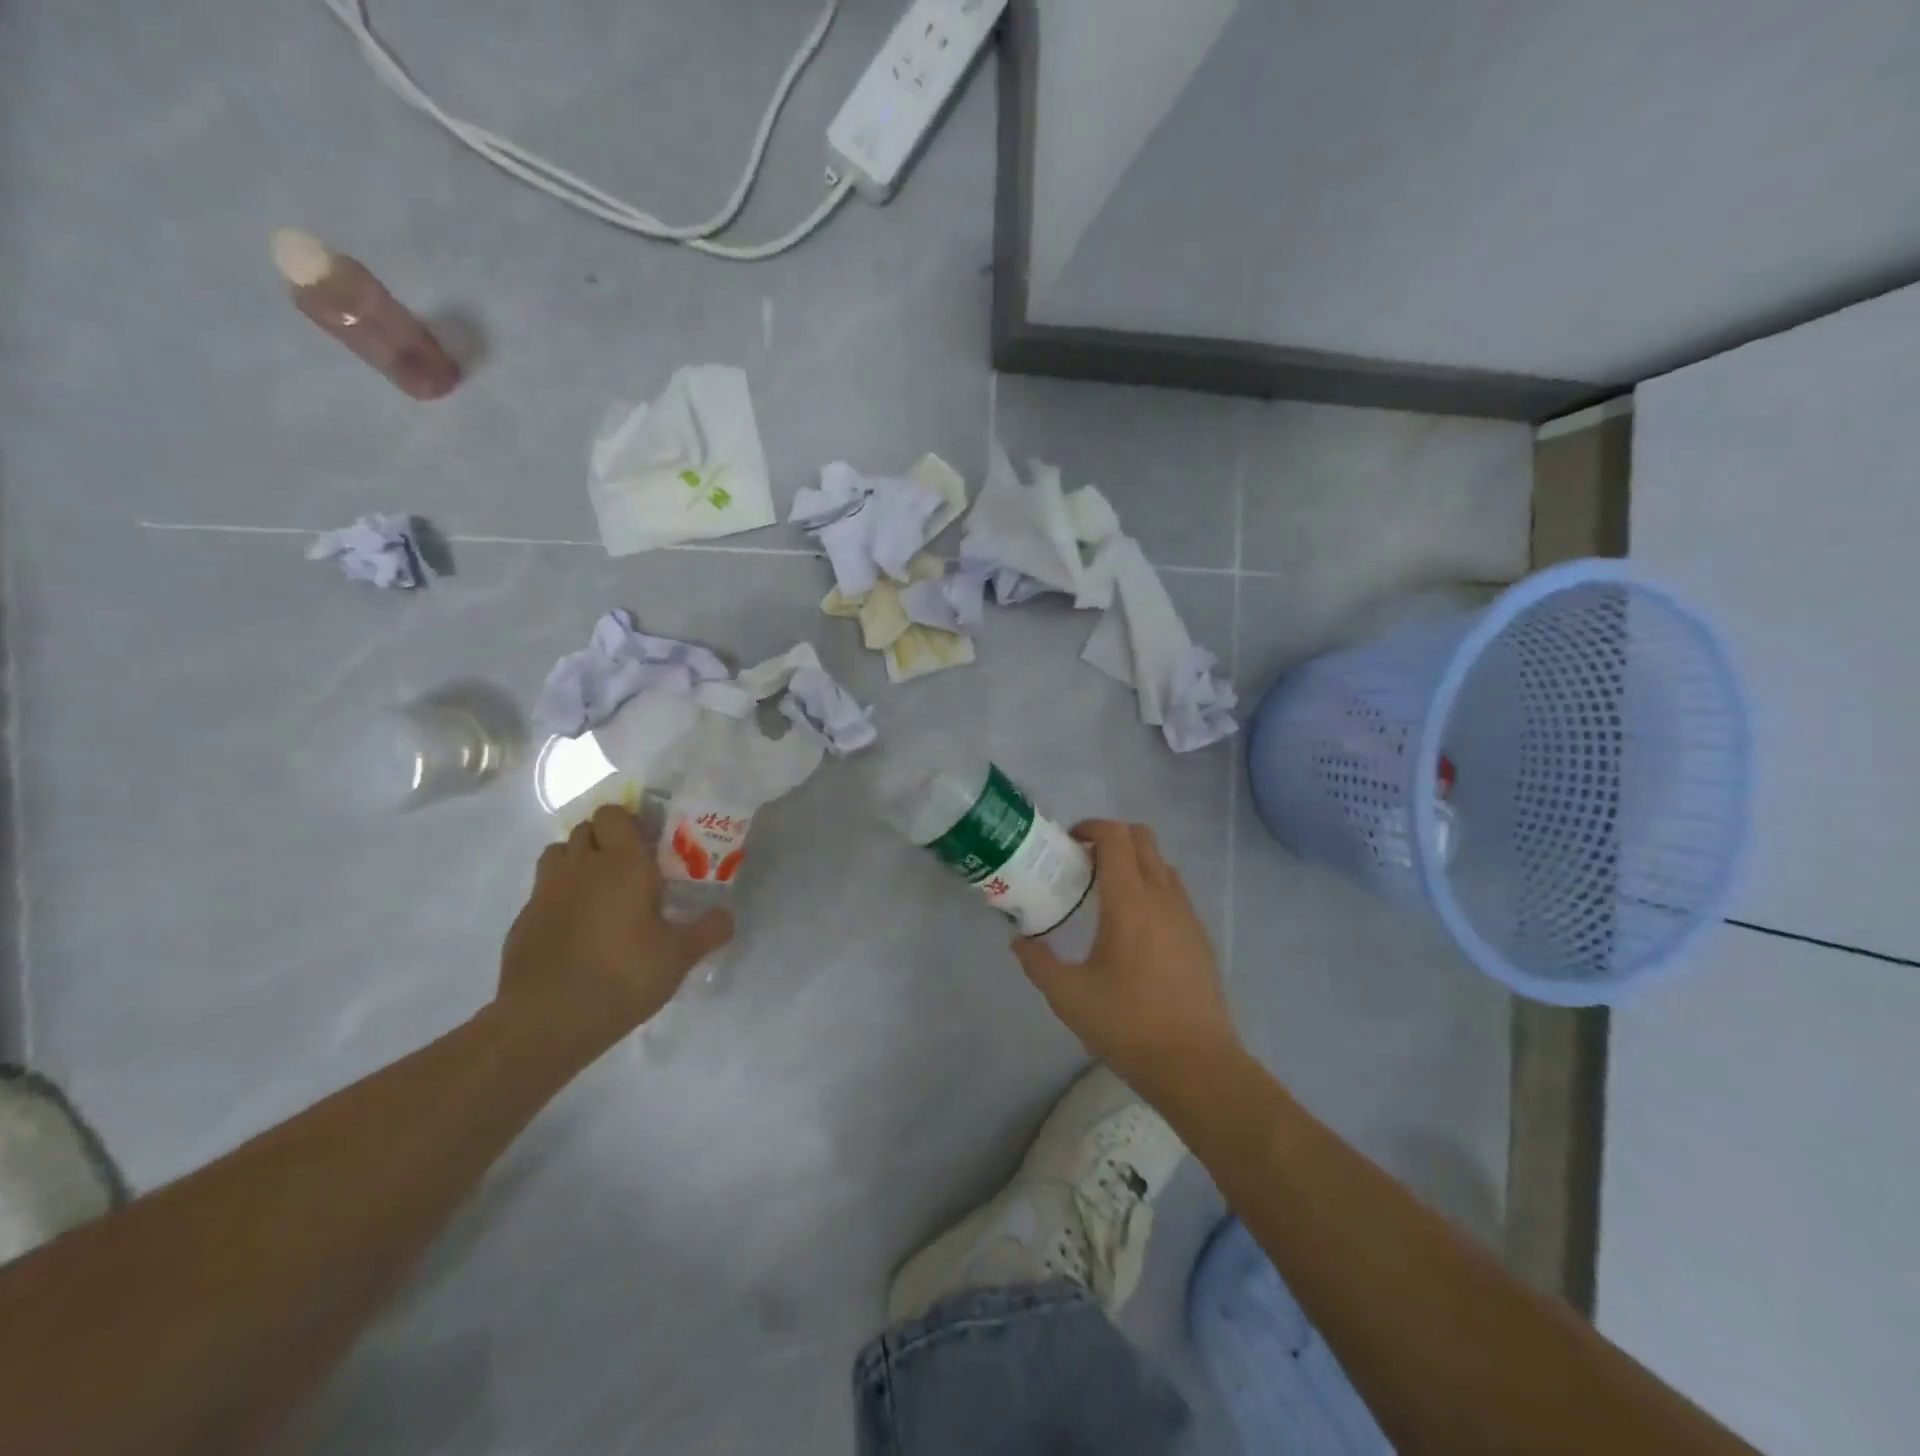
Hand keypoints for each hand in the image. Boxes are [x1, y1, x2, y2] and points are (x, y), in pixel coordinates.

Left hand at [497, 805, 731, 1049]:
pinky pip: (543, 891)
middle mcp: (581, 866)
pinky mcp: (523, 920)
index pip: (615, 814)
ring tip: (600, 890)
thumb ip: (708, 931)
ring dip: (578, 861)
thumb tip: (728, 917)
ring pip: (559, 853)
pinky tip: (576, 928)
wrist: (547, 1020)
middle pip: (586, 828)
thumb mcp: (679, 956)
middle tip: (630, 868)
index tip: (649, 844)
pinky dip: (559, 897)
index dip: (629, 822)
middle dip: (606, 839)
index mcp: (622, 863)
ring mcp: (546, 891)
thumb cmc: (623, 975)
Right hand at [1012, 820, 1241, 1102]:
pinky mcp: (1200, 936)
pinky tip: (1134, 927)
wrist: (1196, 1064)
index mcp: (1130, 901)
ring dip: (1134, 862)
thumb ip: (1038, 962)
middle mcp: (1163, 897)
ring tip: (1106, 893)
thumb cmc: (1128, 1024)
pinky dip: (1152, 887)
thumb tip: (1018, 940)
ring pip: (1162, 864)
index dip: (1091, 827)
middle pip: (1143, 838)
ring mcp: (1187, 915)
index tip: (1068, 843)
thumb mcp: (1068, 996)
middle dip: (1112, 838)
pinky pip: (1174, 891)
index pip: (1116, 837)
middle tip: (1083, 863)